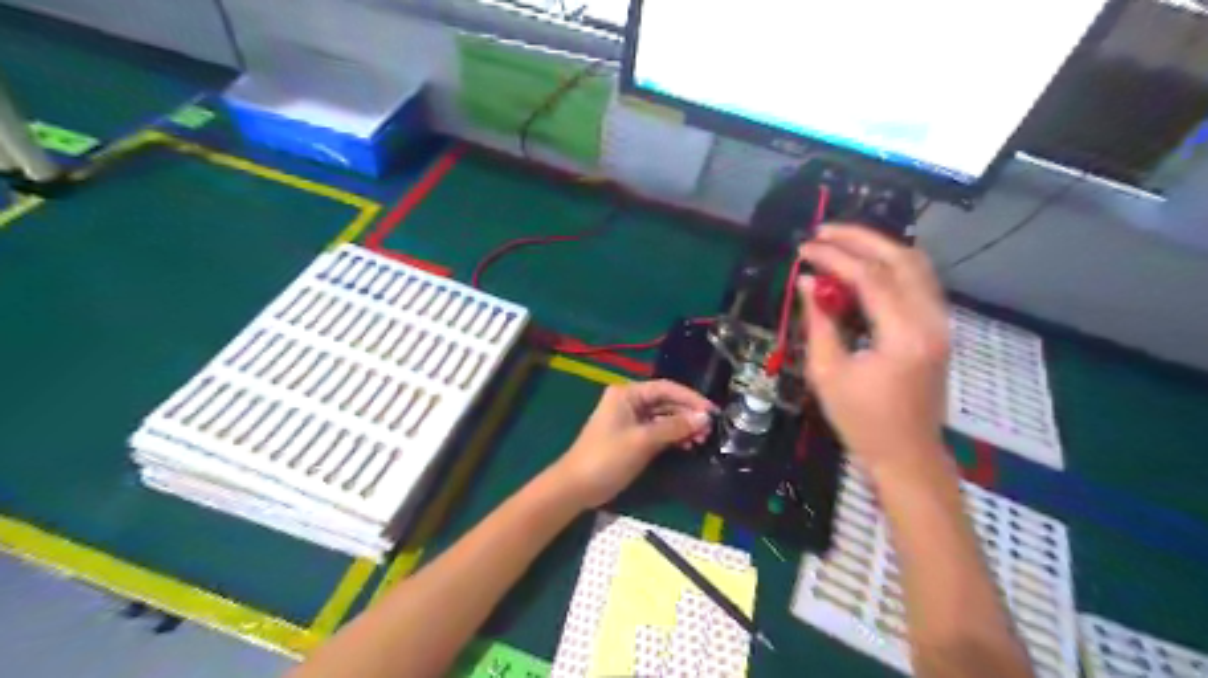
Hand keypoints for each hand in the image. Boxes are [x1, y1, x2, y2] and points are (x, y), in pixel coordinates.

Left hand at [552, 380, 708, 506]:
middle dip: (688, 414)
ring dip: (682, 427)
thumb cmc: (607, 458)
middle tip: (711, 429)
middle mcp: (629, 401)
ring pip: (664, 417)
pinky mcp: (632, 436)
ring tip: (702, 440)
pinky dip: (672, 436)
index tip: (713, 411)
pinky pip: (658, 431)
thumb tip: (704, 418)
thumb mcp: (643, 441)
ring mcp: (630, 419)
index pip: (666, 388)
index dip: (691, 398)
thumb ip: (674, 428)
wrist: (577, 486)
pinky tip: (688, 445)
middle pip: (666, 402)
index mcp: (627, 394)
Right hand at [801, 225, 952, 478]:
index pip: (870, 277)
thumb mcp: (827, 373)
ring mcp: (940, 323)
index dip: (834, 257)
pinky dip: (891, 265)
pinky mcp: (938, 328)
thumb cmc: (861, 421)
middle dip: (860, 238)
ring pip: (916, 264)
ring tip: (840, 242)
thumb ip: (818, 322)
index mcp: (903, 336)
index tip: (804, 249)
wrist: (906, 453)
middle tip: (822, 232)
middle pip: (901, 258)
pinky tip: (864, 266)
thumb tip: (807, 282)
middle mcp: (931, 321)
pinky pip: (919, 281)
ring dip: (878, 247)